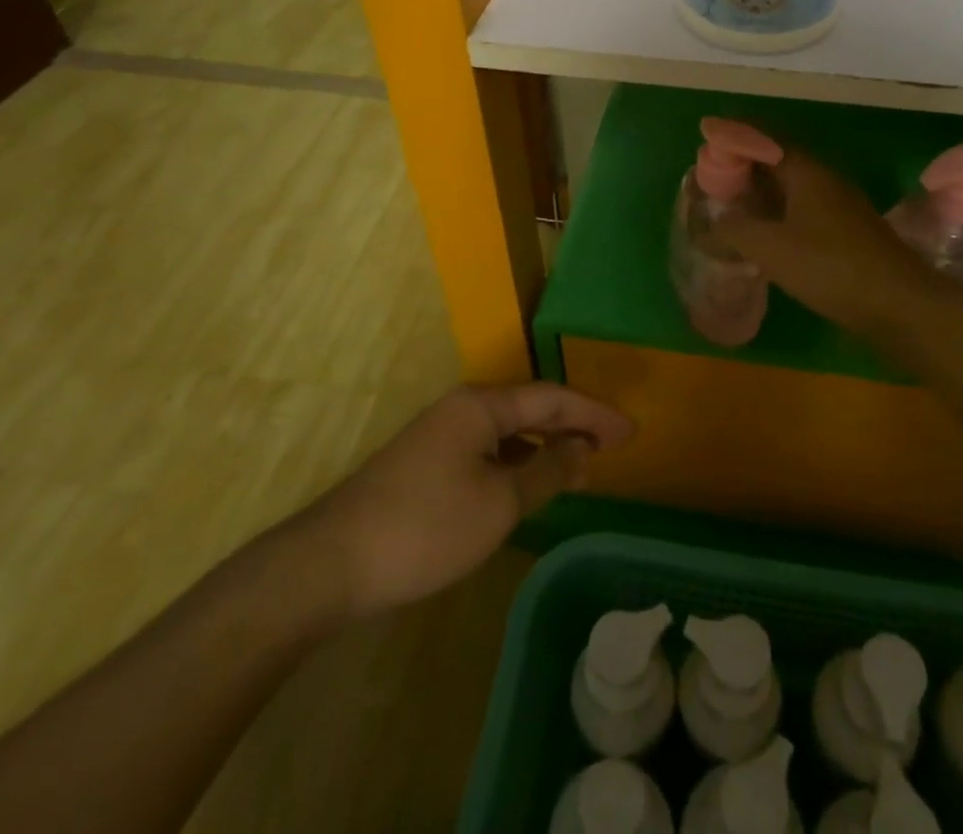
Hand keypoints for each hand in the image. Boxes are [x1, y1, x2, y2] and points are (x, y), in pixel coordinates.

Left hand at [287, 383, 634, 622]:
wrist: (330, 564)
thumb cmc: (425, 527)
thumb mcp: (498, 504)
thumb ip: (546, 472)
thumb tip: (581, 450)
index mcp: (481, 405)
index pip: (552, 399)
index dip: (595, 414)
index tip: (631, 432)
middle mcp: (462, 408)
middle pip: (531, 408)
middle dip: (574, 425)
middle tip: (614, 445)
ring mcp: (440, 435)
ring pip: (508, 430)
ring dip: (546, 445)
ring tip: (581, 465)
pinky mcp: (427, 464)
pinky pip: (488, 450)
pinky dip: (518, 461)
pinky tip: (529, 482)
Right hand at [704, 135, 956, 343]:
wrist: (900, 305)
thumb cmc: (831, 266)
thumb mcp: (771, 247)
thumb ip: (734, 231)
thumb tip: (709, 228)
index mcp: (808, 172)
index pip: (766, 138)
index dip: (736, 135)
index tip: (706, 137)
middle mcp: (825, 182)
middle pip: (779, 160)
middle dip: (745, 164)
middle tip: (712, 176)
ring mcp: (840, 208)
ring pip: (792, 188)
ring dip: (761, 191)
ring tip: (730, 204)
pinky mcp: (846, 235)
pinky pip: (802, 212)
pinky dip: (777, 214)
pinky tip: (763, 236)